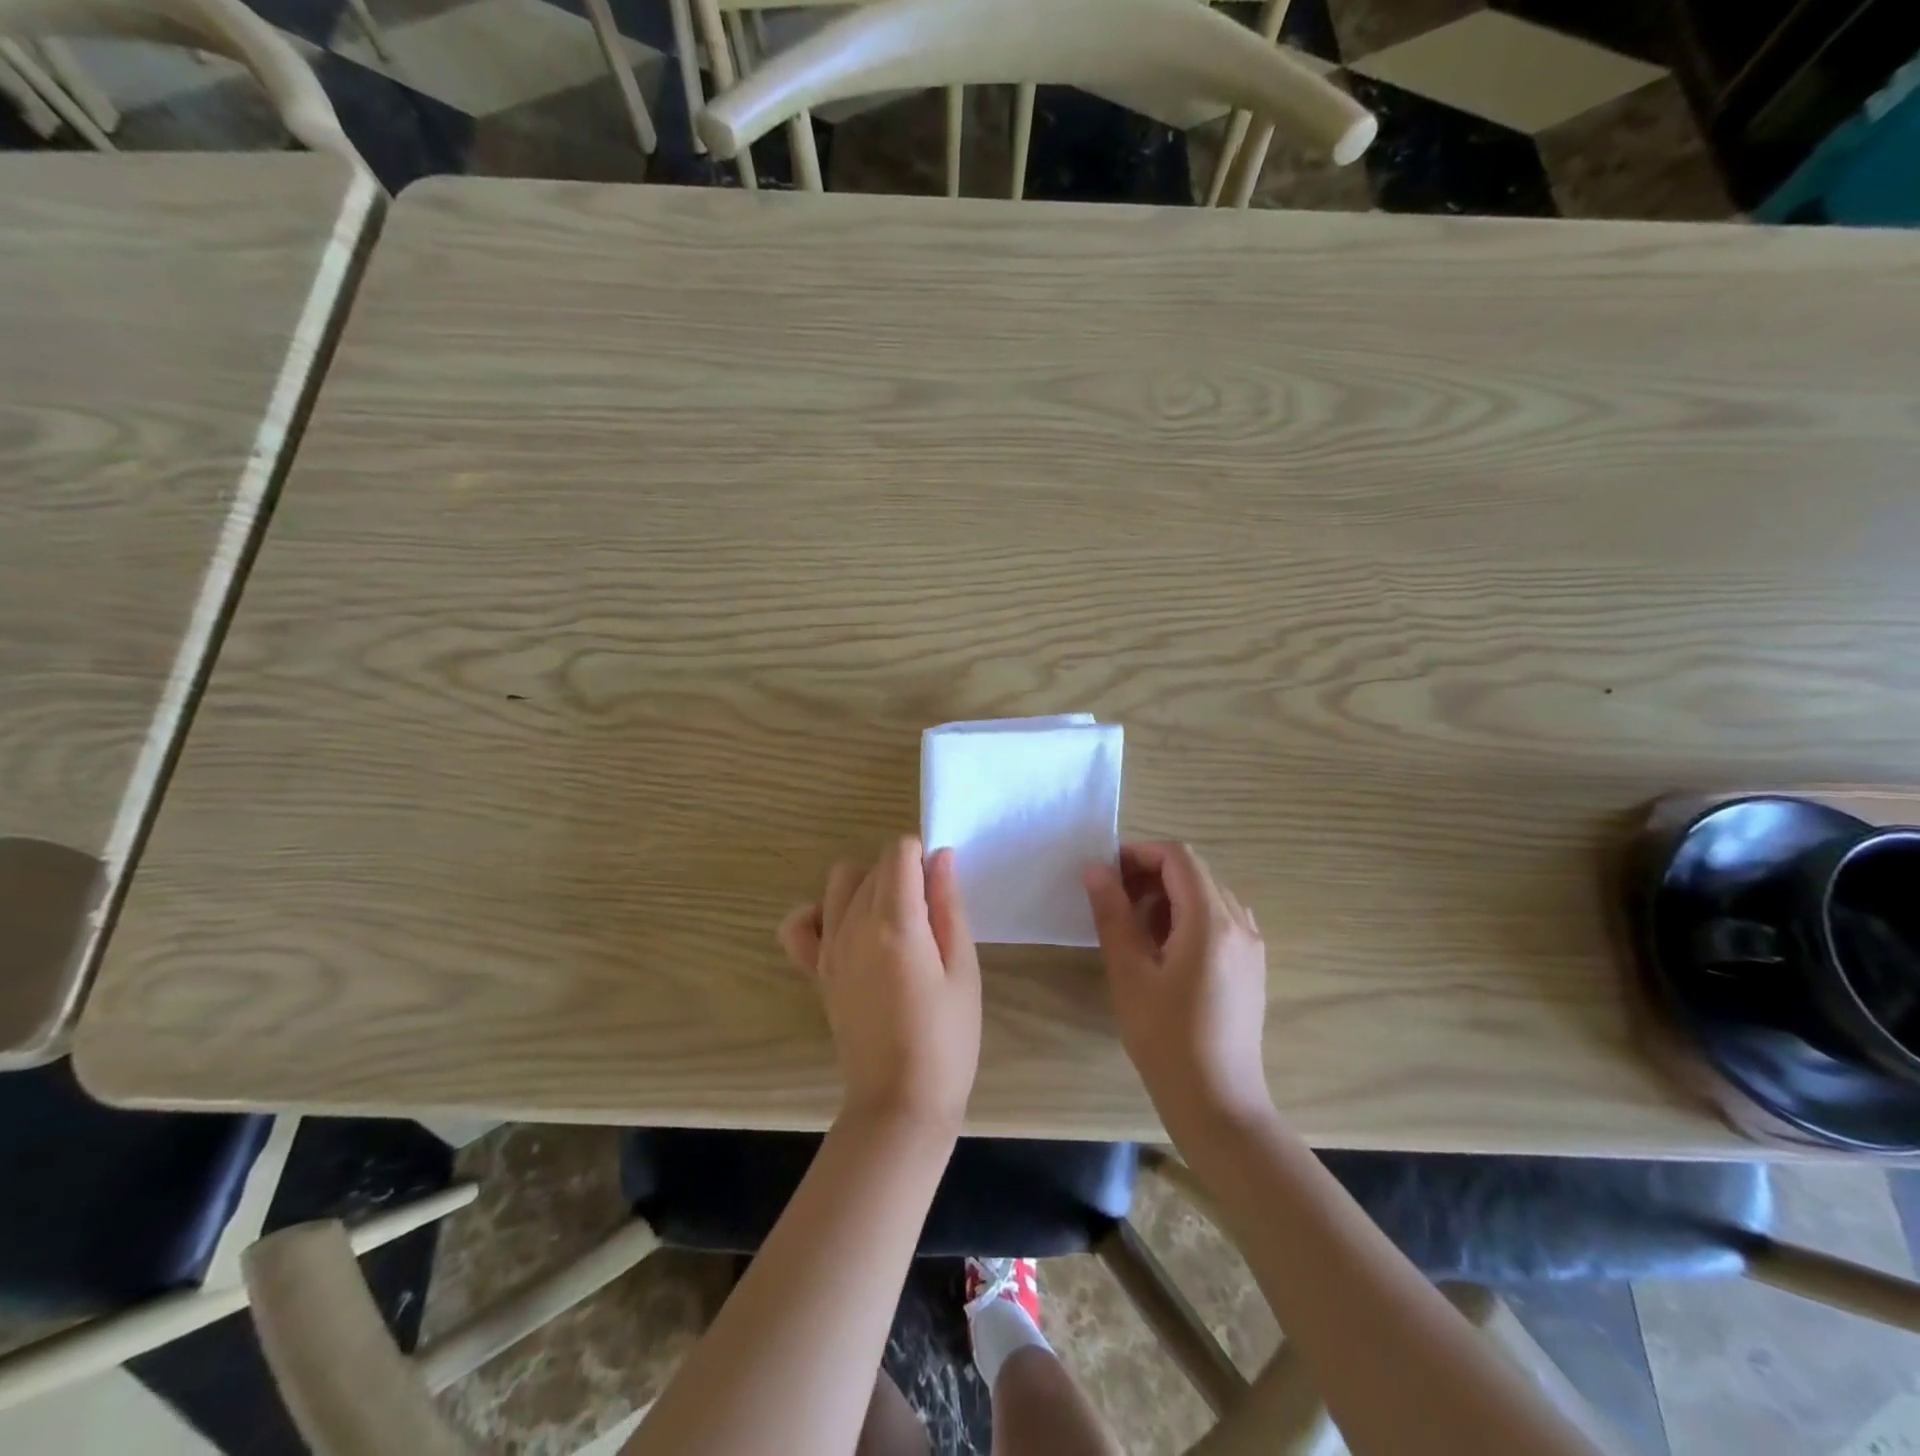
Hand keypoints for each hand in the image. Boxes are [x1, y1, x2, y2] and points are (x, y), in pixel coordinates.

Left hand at [780, 837, 981, 1130]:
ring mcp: (828, 948)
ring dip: (867, 884)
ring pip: (840, 882)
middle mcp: (853, 926)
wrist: (900, 1102)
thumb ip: (949, 906)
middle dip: (903, 872)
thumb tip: (941, 857)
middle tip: (931, 915)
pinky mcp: (817, 971)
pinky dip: (819, 913)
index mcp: (895, 924)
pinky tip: (847, 928)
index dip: (923, 855)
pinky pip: (800, 924)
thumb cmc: (947, 1039)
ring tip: (894, 920)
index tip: (940, 886)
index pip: (898, 852)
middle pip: (873, 865)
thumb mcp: (963, 970)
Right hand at [1084, 842, 1273, 1132]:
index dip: (1139, 855)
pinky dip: (1189, 917)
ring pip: (1207, 895)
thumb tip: (1096, 871)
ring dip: (1169, 896)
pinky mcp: (1251, 966)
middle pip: (1194, 872)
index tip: (1107, 875)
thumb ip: (1112, 914)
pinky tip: (1165, 951)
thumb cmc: (1166, 1037)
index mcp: (1211, 921)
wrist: (1217, 1102)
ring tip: (1135, 929)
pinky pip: (1220, 920)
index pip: (1178, 857)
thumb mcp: (1128, 973)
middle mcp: (1239, 924)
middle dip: (1151, 875)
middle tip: (1114, 902)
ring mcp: (1251, 946)